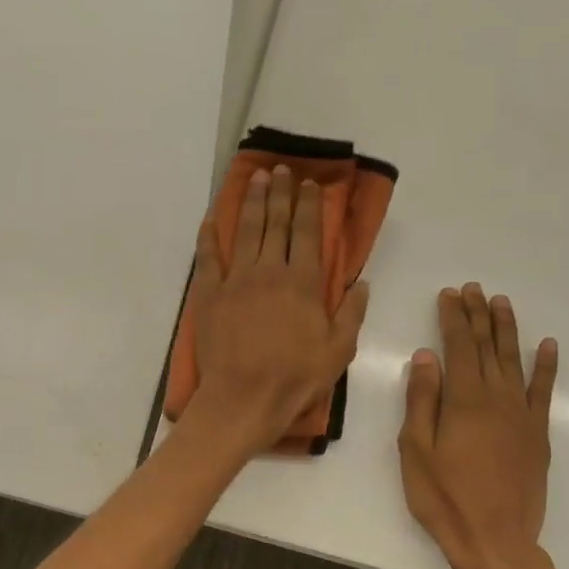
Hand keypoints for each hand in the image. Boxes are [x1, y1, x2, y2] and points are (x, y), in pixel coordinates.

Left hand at [186, 165, 367, 452]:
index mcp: (304, 283)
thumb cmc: (295, 378)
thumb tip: (361, 282)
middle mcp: (270, 271)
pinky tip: (212, 217)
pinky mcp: (209, 293)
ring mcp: (236, 280)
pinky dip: (209, 235)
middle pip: (276, 223)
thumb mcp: (339, 350)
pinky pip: (207, 257)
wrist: (244, 398)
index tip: (309, 185)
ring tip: (255, 179)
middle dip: (280, 193)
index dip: (309, 206)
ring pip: (246, 231)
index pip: (308, 233)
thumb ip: (352, 313)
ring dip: (251, 202)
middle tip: (280, 170)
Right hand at [398, 285, 558, 568]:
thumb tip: (426, 357)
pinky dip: (546, 367)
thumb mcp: (416, 450)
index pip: (458, 347)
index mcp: (463, 401)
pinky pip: (544, 391)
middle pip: (487, 347)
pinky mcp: (537, 434)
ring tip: (502, 302)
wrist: (496, 541)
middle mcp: (497, 399)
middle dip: (479, 315)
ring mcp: (522, 415)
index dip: (453, 318)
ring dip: (507, 329)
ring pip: (514, 361)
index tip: (449, 294)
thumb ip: (421, 400)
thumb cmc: (444, 498)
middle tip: (474, 288)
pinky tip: (547, 345)